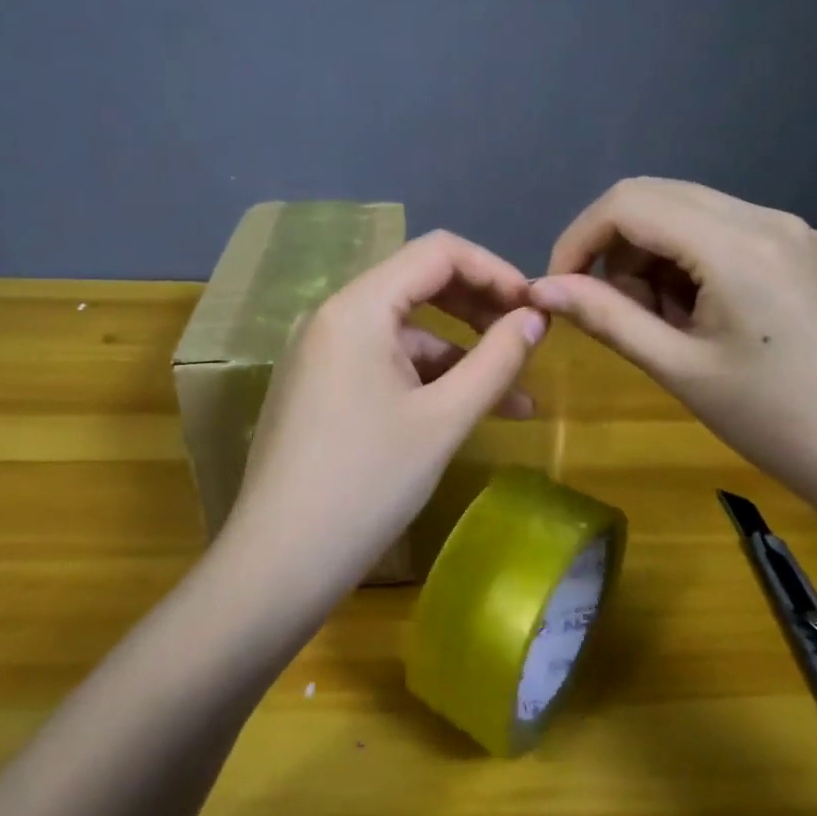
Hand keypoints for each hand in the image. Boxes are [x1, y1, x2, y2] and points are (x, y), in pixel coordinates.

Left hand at [219, 231, 546, 600]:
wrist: (280, 562)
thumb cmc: (367, 484)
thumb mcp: (444, 420)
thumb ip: (496, 361)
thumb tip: (536, 319)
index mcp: (357, 307)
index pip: (437, 253)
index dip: (494, 271)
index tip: (536, 309)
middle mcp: (333, 316)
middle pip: (419, 286)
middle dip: (480, 310)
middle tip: (529, 342)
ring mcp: (322, 354)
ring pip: (405, 332)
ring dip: (461, 355)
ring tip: (516, 398)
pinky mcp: (320, 388)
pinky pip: (384, 364)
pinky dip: (428, 380)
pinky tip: (466, 413)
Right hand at [530, 178, 816, 528]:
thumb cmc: (775, 423)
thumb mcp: (679, 369)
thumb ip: (607, 318)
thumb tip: (541, 289)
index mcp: (736, 244)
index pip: (628, 203)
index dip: (579, 239)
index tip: (560, 288)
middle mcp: (767, 217)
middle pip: (657, 197)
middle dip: (614, 246)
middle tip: (611, 309)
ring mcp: (794, 230)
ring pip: (691, 213)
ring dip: (653, 255)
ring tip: (662, 322)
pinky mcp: (807, 251)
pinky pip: (727, 232)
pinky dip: (691, 261)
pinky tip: (702, 315)